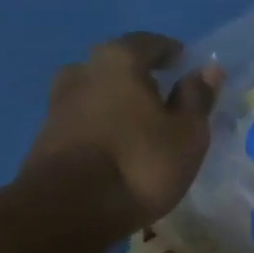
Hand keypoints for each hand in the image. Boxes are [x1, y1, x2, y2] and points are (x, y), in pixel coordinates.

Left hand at [23, 32, 223, 233]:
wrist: (68, 209)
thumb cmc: (139, 165)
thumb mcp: (186, 136)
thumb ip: (197, 99)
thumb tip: (208, 69)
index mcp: (118, 59)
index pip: (149, 43)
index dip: (170, 52)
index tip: (183, 62)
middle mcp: (82, 70)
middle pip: (117, 66)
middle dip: (139, 77)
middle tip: (161, 96)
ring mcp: (58, 103)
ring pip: (95, 94)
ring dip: (115, 104)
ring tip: (136, 125)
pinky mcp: (45, 137)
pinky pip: (82, 122)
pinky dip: (100, 127)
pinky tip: (113, 147)